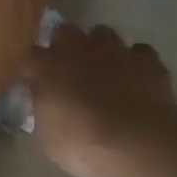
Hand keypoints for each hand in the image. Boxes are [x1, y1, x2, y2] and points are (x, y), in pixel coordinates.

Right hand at [25, 24, 176, 176]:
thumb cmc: (83, 145)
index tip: (33, 77)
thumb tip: (47, 104)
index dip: (33, 65)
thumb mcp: (49, 137)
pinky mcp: (147, 60)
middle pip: (65, 31)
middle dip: (65, 43)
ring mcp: (114, 51)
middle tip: (68, 67)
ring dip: (100, 47)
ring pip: (103, 34)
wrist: (138, 142)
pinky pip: (139, 52)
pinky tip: (136, 77)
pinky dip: (135, 62)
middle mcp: (78, 49)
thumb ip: (46, 112)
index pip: (30, 54)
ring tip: (104, 68)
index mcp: (47, 67)